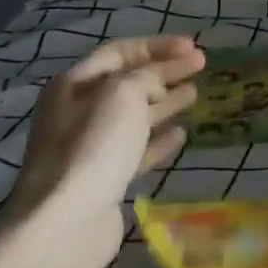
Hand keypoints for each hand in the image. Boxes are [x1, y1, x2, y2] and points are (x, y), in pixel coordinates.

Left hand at [6, 36, 205, 267]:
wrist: (66, 222)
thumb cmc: (94, 147)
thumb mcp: (124, 95)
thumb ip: (148, 76)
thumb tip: (161, 77)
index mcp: (75, 85)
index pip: (119, 52)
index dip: (157, 46)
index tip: (195, 47)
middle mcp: (78, 111)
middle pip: (128, 83)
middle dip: (165, 72)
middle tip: (201, 67)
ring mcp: (90, 147)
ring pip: (135, 116)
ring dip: (165, 103)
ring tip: (195, 95)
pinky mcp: (105, 177)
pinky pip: (137, 150)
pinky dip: (159, 139)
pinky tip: (181, 135)